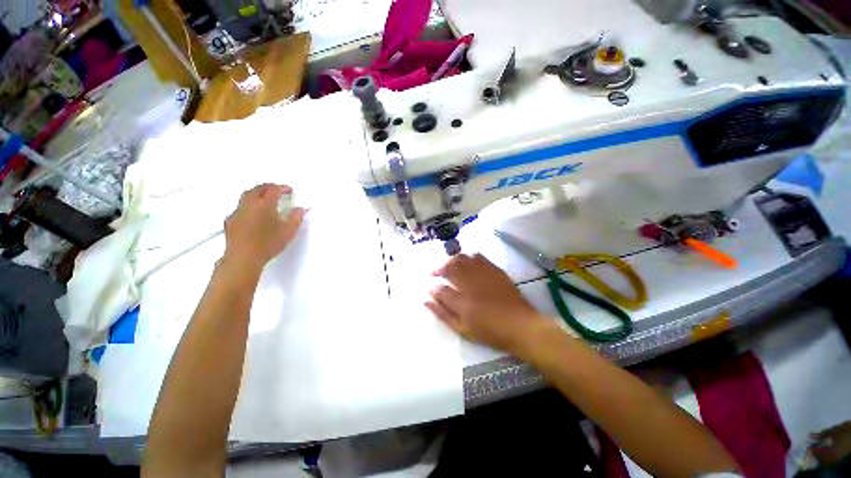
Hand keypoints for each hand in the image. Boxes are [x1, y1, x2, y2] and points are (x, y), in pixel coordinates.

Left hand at [223, 184, 306, 269]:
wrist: (243, 258)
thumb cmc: (268, 244)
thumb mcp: (288, 232)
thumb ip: (296, 218)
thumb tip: (302, 209)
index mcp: (265, 205)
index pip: (274, 190)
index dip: (282, 188)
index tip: (289, 189)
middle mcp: (249, 204)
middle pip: (257, 189)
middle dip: (268, 187)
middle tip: (276, 189)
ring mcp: (237, 211)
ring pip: (246, 195)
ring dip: (256, 193)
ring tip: (264, 197)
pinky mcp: (230, 220)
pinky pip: (240, 206)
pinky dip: (248, 204)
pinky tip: (252, 213)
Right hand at [426, 253, 549, 356]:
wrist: (520, 325)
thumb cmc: (489, 331)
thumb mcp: (463, 329)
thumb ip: (443, 313)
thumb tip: (426, 300)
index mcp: (461, 301)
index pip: (440, 289)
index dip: (432, 286)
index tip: (429, 285)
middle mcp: (470, 283)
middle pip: (450, 267)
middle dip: (439, 268)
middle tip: (436, 272)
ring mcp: (483, 274)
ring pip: (462, 258)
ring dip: (452, 260)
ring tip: (449, 266)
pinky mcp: (494, 270)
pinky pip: (478, 256)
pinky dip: (468, 257)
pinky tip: (467, 262)